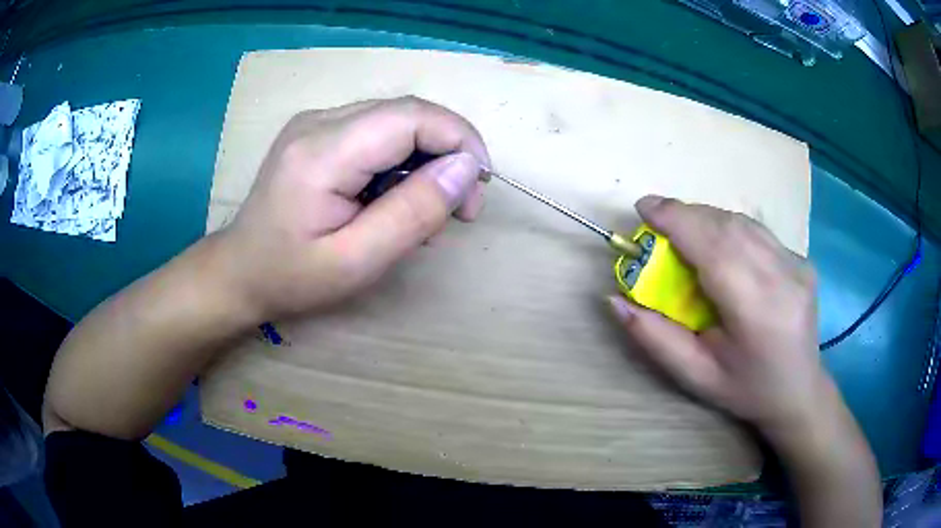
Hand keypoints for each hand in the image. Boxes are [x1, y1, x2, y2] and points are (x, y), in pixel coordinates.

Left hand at [215, 97, 490, 320]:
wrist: (239, 271)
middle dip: (449, 151)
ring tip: (430, 208)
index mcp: (322, 151)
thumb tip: (465, 168)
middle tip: (461, 206)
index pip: (411, 116)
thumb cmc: (291, 277)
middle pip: (407, 113)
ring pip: (396, 121)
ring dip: (427, 157)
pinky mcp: (317, 132)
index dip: (459, 139)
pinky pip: (376, 132)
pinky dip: (402, 160)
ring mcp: (315, 123)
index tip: (480, 185)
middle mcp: (318, 121)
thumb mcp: (356, 262)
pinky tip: (398, 196)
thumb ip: (413, 213)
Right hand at [608, 196, 826, 442]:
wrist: (798, 391)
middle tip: (656, 220)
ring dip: (706, 218)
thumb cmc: (745, 390)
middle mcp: (784, 278)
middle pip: (728, 226)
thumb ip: (655, 337)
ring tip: (682, 230)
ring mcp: (798, 264)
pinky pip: (757, 231)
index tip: (643, 208)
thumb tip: (614, 299)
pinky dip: (728, 227)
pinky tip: (717, 243)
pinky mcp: (802, 259)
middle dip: (686, 214)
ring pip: (743, 222)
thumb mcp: (695, 376)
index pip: (715, 248)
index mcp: (758, 312)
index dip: (678, 220)